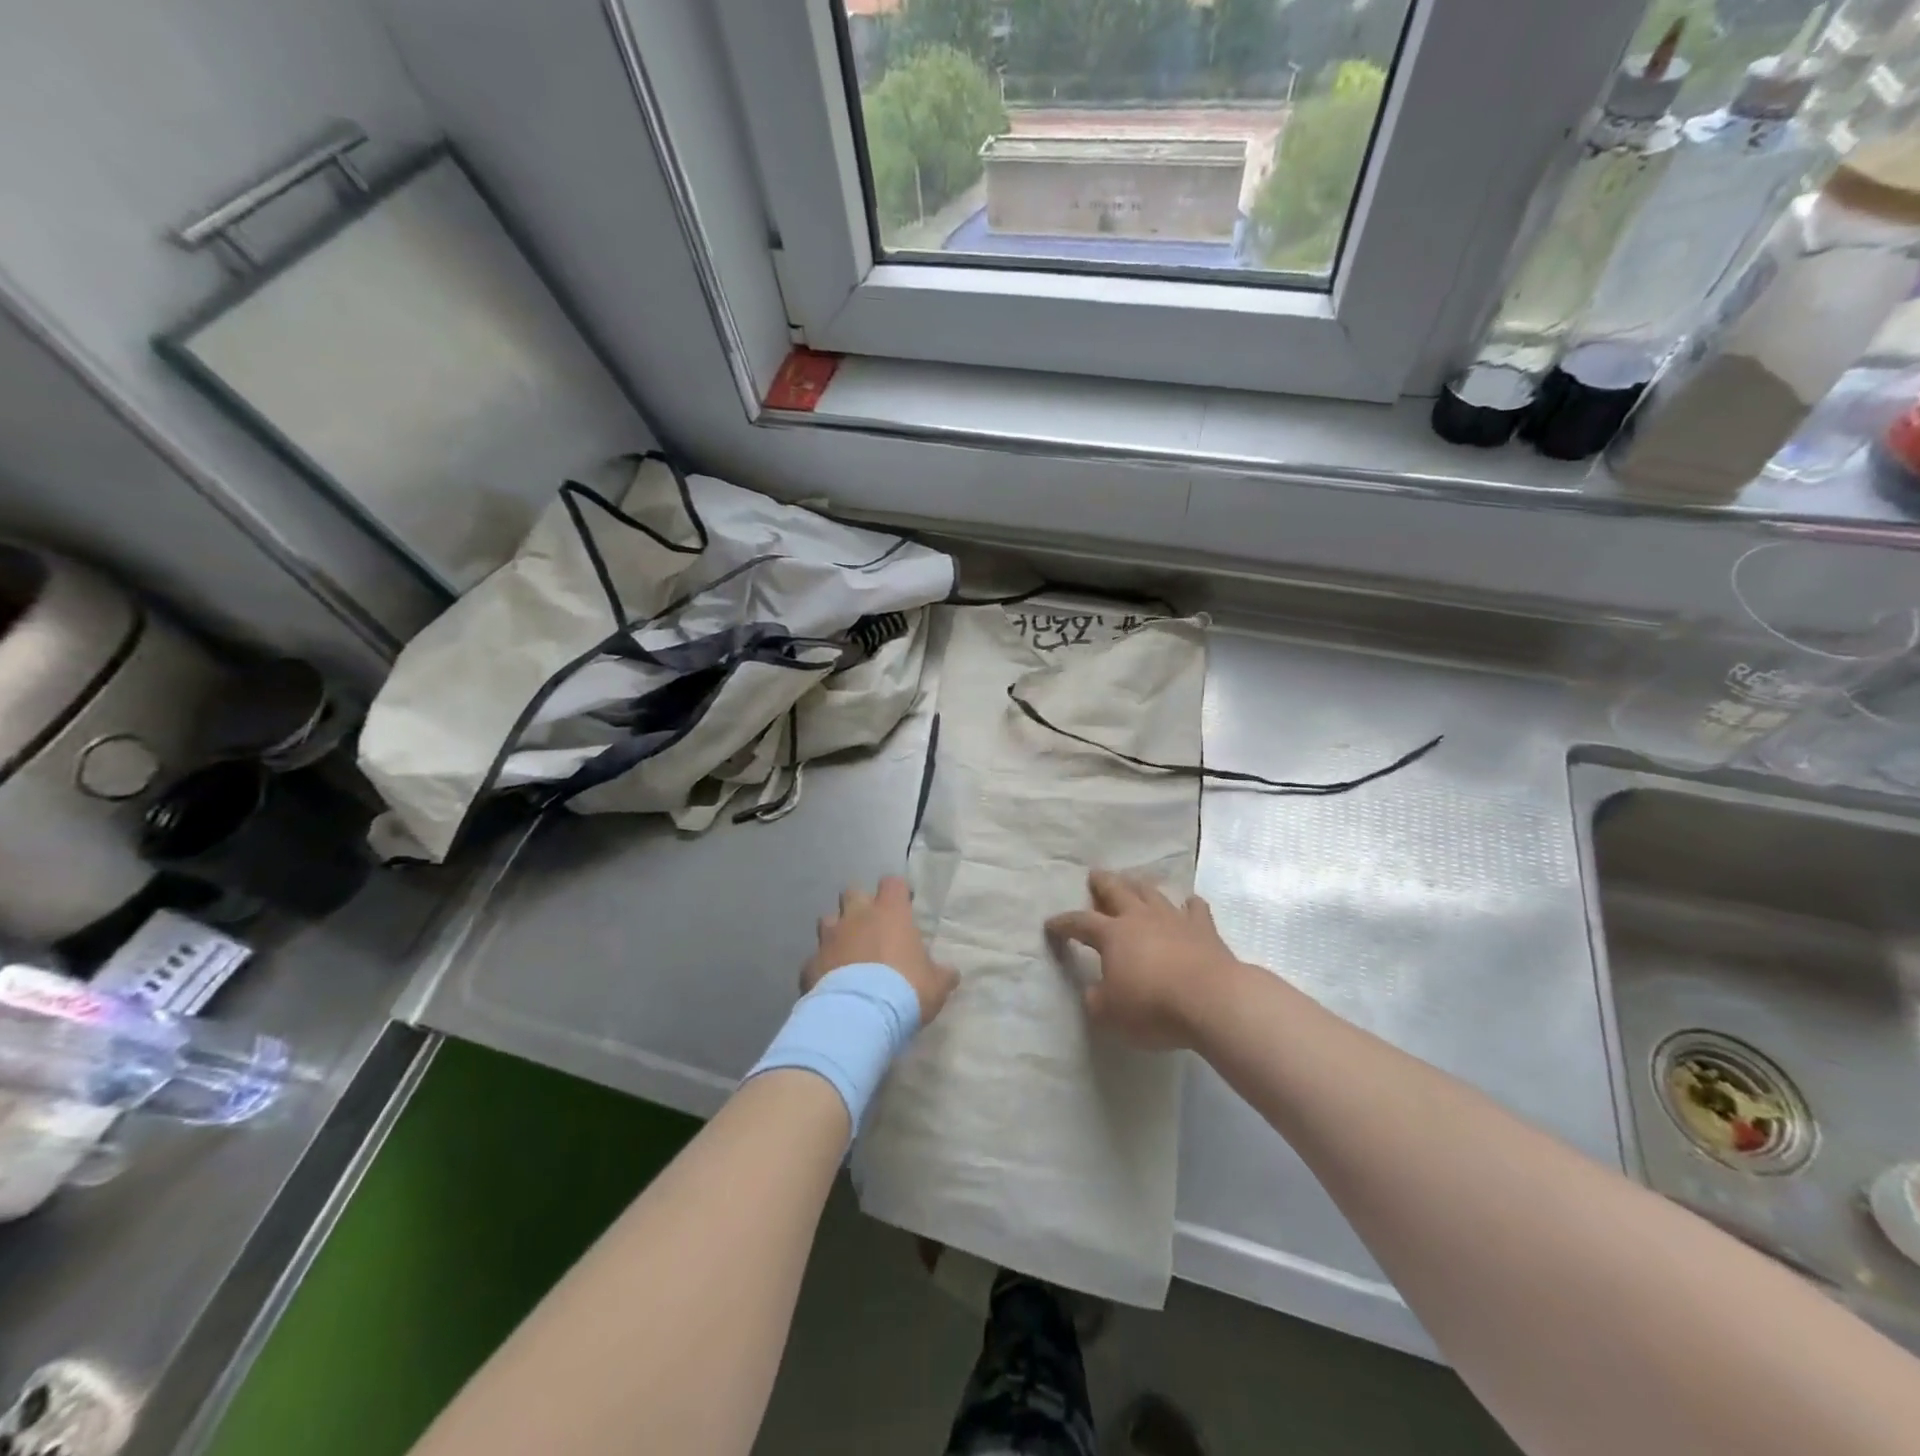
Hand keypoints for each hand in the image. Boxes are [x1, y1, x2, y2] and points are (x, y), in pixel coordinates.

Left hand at [804, 876, 957, 1027]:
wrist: (860, 1015)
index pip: (892, 883)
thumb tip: (951, 973)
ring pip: (828, 920)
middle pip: (852, 892)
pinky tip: (829, 982)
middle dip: (859, 905)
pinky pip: (815, 958)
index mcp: (890, 913)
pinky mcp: (810, 963)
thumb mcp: (936, 985)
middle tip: (871, 926)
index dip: (897, 892)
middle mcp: (857, 916)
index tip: (902, 905)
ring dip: (837, 931)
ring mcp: (830, 938)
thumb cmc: (905, 990)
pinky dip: (822, 966)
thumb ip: (942, 974)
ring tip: (847, 951)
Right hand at [1046, 870, 1244, 1049]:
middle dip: (1102, 883)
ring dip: (1140, 886)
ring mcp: (1174, 920)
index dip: (1063, 923)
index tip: (1051, 924)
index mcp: (1112, 934)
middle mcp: (1140, 918)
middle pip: (1117, 891)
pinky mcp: (1204, 930)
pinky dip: (1189, 905)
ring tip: (1134, 881)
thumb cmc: (1152, 1006)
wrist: (1211, 1000)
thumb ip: (1096, 1000)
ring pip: (1152, 893)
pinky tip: (1189, 903)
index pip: (1080, 922)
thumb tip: (1094, 991)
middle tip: (1095, 874)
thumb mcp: (1109, 1013)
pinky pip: (1195, 910)